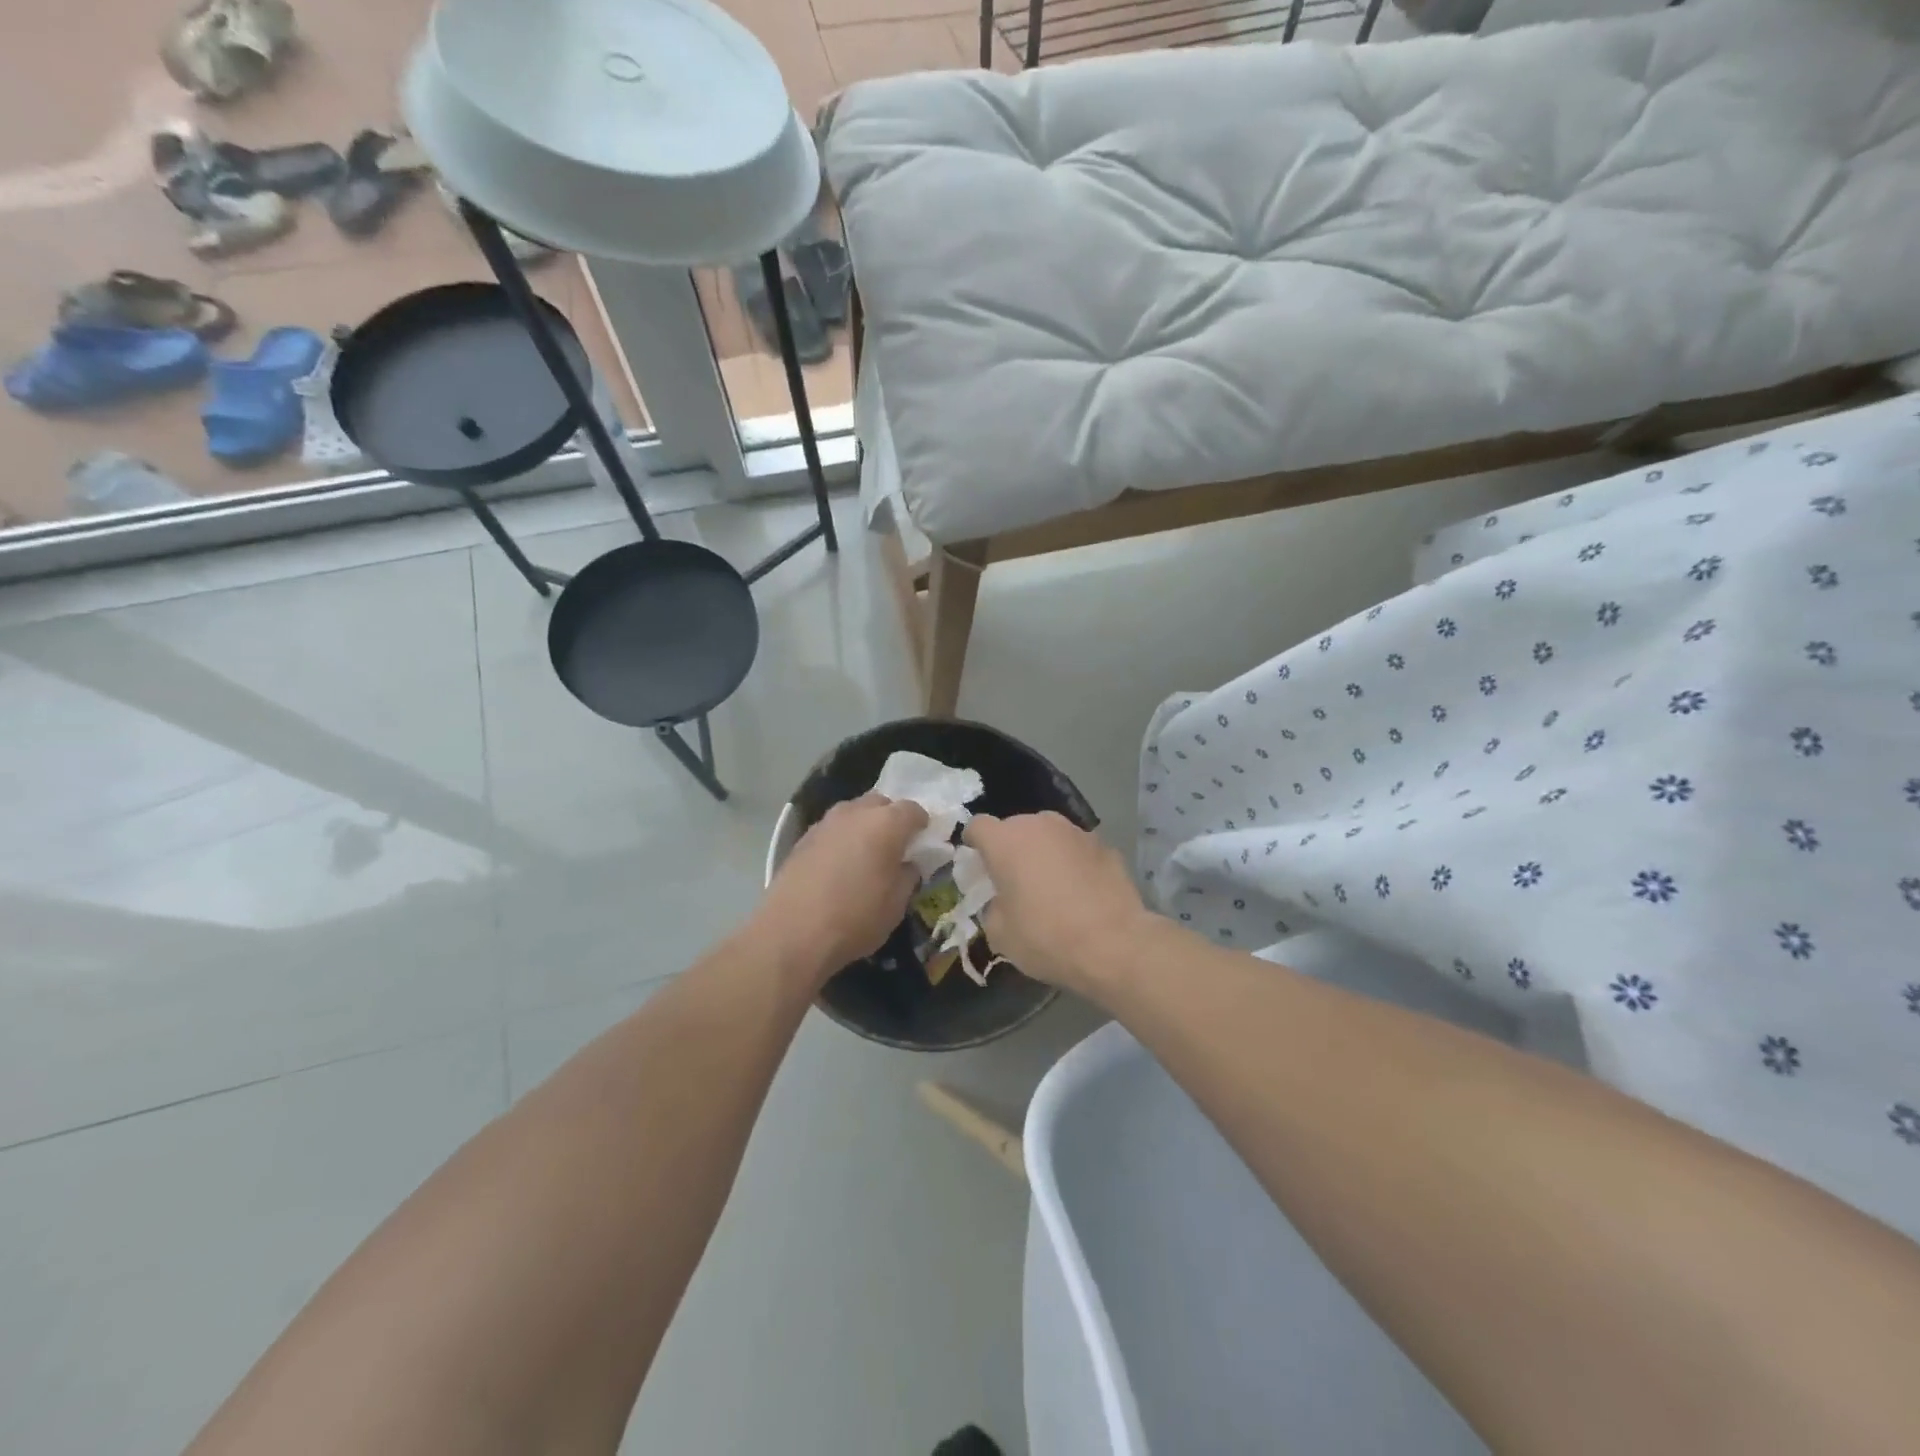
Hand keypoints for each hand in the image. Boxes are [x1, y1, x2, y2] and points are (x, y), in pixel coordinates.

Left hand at [756, 794, 928, 984]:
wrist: (792, 933)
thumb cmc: (855, 918)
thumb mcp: (896, 904)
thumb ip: (908, 875)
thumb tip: (907, 863)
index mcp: (886, 823)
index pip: (913, 810)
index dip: (922, 824)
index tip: (923, 842)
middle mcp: (855, 813)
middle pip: (881, 803)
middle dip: (891, 819)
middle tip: (895, 846)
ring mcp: (826, 823)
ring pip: (853, 813)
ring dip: (864, 826)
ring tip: (866, 855)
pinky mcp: (803, 838)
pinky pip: (832, 830)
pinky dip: (841, 839)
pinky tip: (839, 865)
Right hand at [963, 812, 1150, 994]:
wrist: (1114, 944)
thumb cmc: (1046, 936)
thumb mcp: (1001, 934)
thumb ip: (993, 907)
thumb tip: (1003, 902)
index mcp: (1005, 841)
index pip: (978, 826)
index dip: (975, 843)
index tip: (979, 866)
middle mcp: (1040, 824)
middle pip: (1016, 828)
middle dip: (1012, 849)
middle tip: (1016, 881)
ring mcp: (1076, 831)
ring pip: (1049, 835)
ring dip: (1044, 853)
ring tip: (1052, 886)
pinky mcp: (1105, 845)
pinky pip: (1077, 849)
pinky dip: (1073, 863)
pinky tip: (1082, 892)